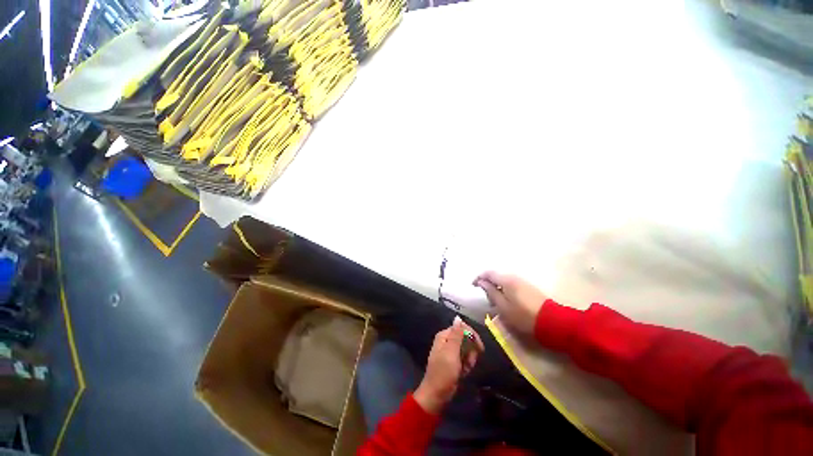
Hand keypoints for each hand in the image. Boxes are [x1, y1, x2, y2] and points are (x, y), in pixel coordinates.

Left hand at [414, 316, 483, 413]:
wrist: (437, 395)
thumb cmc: (443, 372)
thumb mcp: (451, 352)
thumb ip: (456, 335)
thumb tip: (458, 317)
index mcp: (444, 336)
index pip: (462, 328)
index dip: (472, 336)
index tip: (480, 348)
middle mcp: (447, 341)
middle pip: (466, 339)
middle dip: (471, 351)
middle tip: (469, 362)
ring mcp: (450, 352)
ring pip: (467, 350)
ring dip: (469, 360)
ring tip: (464, 369)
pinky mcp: (453, 362)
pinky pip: (465, 359)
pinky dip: (466, 366)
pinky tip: (463, 373)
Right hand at [473, 271, 545, 336]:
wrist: (551, 321)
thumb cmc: (523, 315)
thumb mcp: (503, 306)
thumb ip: (491, 292)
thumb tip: (481, 282)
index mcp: (506, 280)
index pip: (488, 273)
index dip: (478, 278)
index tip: (473, 286)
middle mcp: (513, 277)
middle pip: (496, 275)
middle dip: (488, 284)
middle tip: (485, 297)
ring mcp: (522, 281)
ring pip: (503, 280)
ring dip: (496, 287)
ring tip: (495, 301)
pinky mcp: (528, 287)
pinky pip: (511, 284)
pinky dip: (504, 290)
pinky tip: (506, 301)